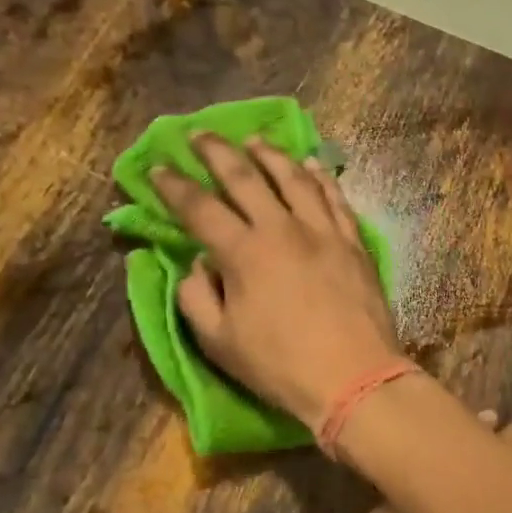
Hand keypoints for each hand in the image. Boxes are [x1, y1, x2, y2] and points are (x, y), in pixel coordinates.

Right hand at [150, 135, 402, 431]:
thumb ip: (197, 298)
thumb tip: (198, 265)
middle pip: (245, 177)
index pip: (200, 208)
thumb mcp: (220, 343)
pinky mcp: (353, 243)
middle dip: (217, 152)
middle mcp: (282, 229)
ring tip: (255, 141)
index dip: (174, 187)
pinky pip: (335, 199)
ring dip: (270, 155)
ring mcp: (323, 232)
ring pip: (294, 178)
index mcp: (243, 253)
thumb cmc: (281, 367)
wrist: (354, 378)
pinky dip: (321, 178)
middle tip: (199, 134)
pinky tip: (312, 165)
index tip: (157, 169)